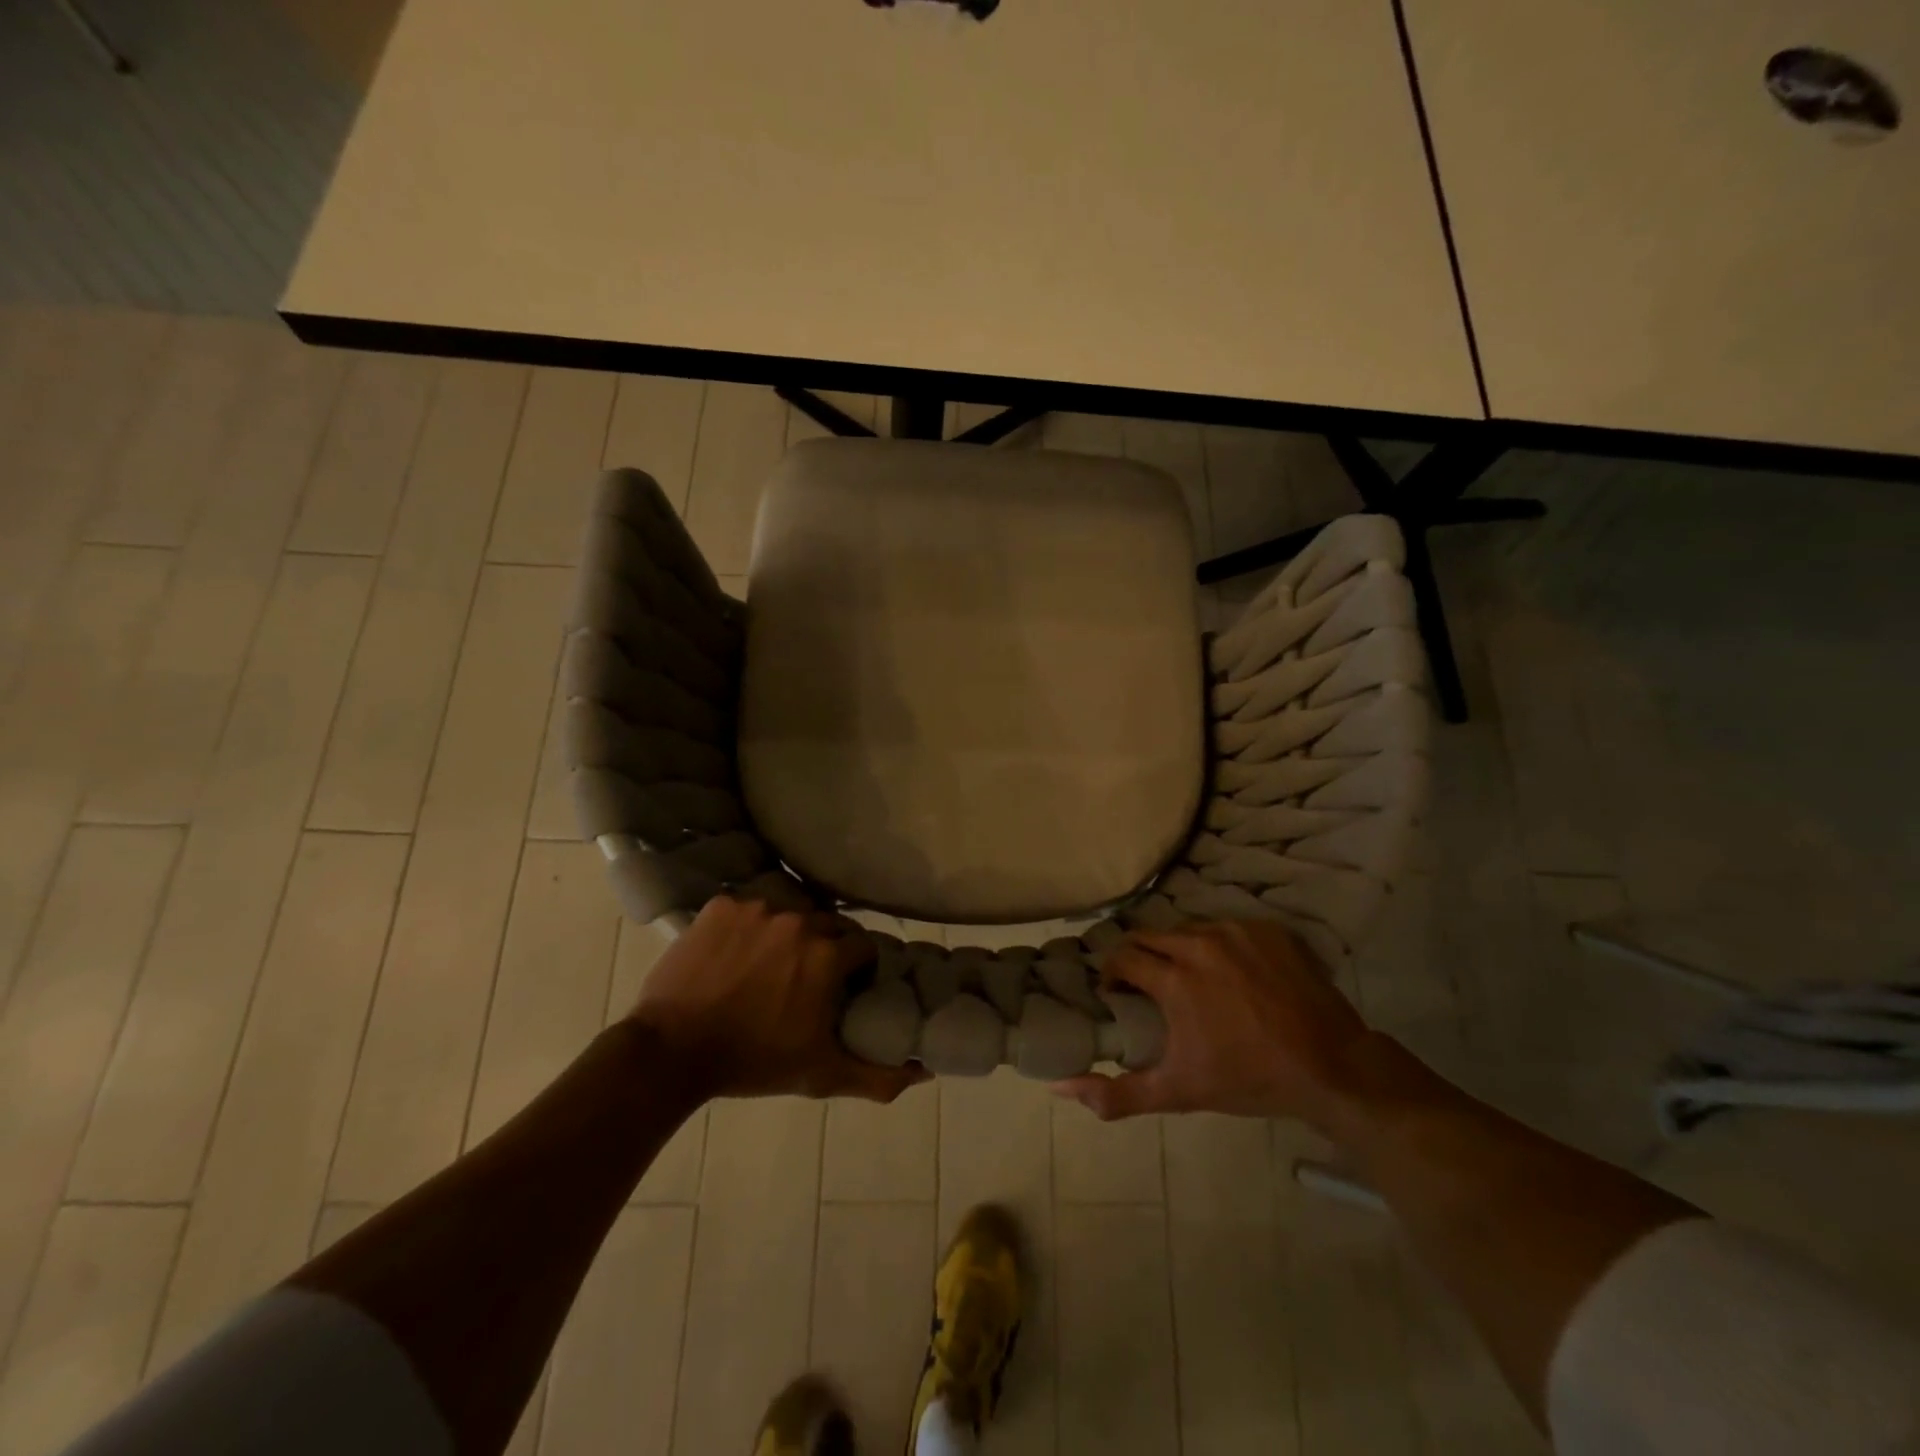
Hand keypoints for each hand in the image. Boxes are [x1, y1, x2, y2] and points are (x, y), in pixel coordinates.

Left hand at [626, 897, 924, 1103]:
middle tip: (807, 978)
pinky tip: (734, 955)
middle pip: (828, 925)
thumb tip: (925, 1073)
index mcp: (828, 955)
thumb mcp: (820, 1074)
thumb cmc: (753, 1062)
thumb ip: (877, 1075)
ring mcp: (756, 908)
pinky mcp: (720, 906)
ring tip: (766, 966)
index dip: (859, 967)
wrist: (671, 1051)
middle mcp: (798, 921)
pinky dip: (746, 927)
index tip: (847, 986)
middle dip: (825, 948)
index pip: (863, 946)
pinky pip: (746, 909)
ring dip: (785, 935)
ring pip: (787, 914)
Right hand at [1052, 920, 1376, 1124]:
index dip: (1112, 975)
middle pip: (1150, 937)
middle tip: (1146, 986)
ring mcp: (1236, 932)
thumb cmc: (1249, 1079)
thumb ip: (1117, 1093)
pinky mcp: (1267, 930)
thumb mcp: (1179, 1091)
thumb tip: (1061, 1087)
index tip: (1117, 996)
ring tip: (1188, 979)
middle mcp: (1199, 943)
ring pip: (1188, 930)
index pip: (1122, 957)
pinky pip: (1226, 928)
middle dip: (1139, 959)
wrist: (1332, 1068)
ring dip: (1177, 950)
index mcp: (1174, 978)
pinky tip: (1229, 974)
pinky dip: (1217, 946)